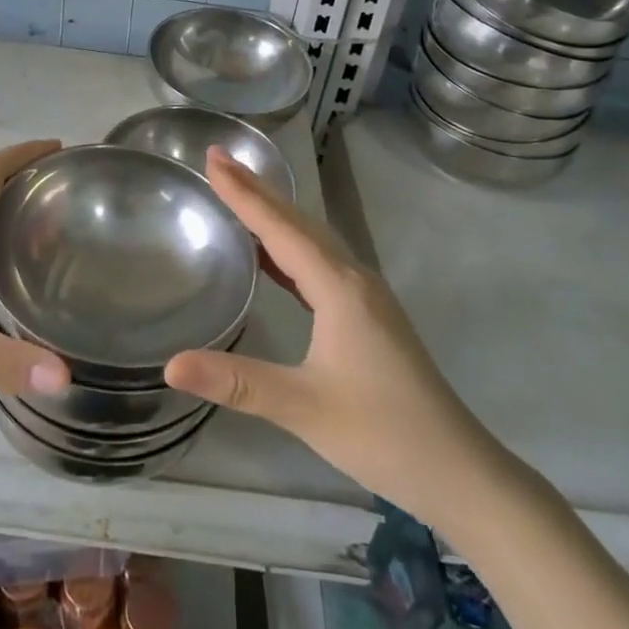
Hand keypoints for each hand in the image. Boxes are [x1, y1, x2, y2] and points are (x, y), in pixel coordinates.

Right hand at [165, 149, 504, 523]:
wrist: (457, 469)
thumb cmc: (381, 434)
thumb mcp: (303, 407)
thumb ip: (236, 382)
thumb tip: (170, 365)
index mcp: (339, 287)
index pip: (280, 228)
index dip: (244, 192)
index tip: (213, 158)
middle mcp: (353, 277)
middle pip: (298, 222)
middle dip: (257, 189)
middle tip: (218, 160)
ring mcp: (365, 294)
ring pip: (312, 239)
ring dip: (274, 213)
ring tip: (238, 193)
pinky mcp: (368, 313)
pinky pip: (321, 262)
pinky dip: (289, 246)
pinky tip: (271, 255)